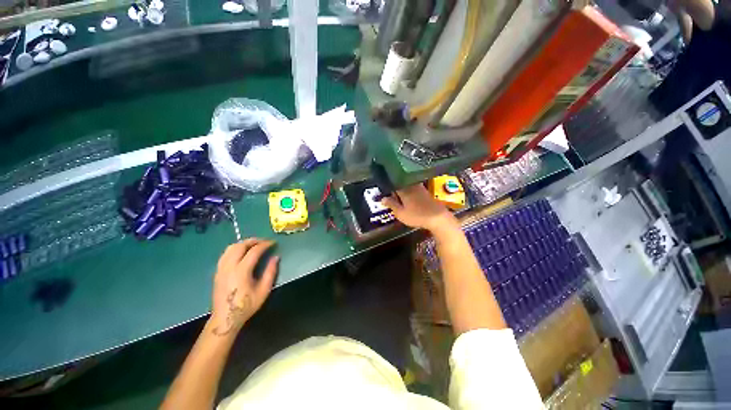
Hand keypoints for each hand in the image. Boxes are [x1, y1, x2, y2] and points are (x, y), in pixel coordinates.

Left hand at [209, 238, 278, 336]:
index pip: (254, 251)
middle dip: (253, 241)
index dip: (265, 244)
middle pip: (240, 246)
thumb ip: (270, 272)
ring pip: (230, 248)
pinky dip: (235, 249)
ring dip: (243, 243)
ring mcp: (221, 269)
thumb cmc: (246, 306)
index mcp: (241, 271)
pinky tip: (241, 253)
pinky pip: (225, 254)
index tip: (273, 243)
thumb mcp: (263, 290)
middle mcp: (229, 267)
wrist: (225, 319)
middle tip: (264, 242)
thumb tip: (276, 257)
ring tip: (253, 245)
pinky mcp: (217, 272)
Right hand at [381, 184, 457, 232]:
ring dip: (402, 190)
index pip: (392, 184)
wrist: (437, 217)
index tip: (383, 192)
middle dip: (394, 189)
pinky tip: (408, 200)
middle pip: (399, 184)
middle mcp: (411, 185)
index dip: (387, 187)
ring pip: (407, 186)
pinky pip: (413, 188)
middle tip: (390, 197)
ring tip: (399, 199)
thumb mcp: (401, 213)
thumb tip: (382, 198)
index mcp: (403, 189)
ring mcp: (419, 187)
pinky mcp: (425, 191)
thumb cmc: (417, 216)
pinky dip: (409, 192)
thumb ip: (391, 205)